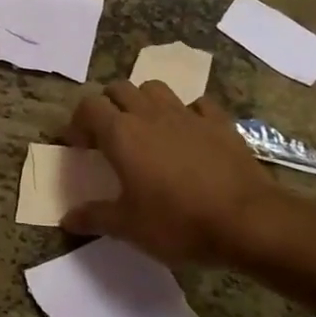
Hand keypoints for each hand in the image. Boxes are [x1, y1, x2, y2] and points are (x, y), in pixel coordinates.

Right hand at [61, 80, 283, 267]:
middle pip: (118, 89)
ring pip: (155, 89)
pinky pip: (196, 105)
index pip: (88, 107)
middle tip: (107, 136)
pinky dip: (186, 113)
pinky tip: (187, 134)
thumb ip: (94, 217)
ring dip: (143, 102)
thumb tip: (67, 219)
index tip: (78, 147)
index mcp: (121, 134)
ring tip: (144, 129)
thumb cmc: (178, 222)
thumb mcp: (128, 227)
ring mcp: (188, 115)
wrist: (248, 222)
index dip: (77, 123)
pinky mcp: (220, 124)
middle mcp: (150, 115)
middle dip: (107, 106)